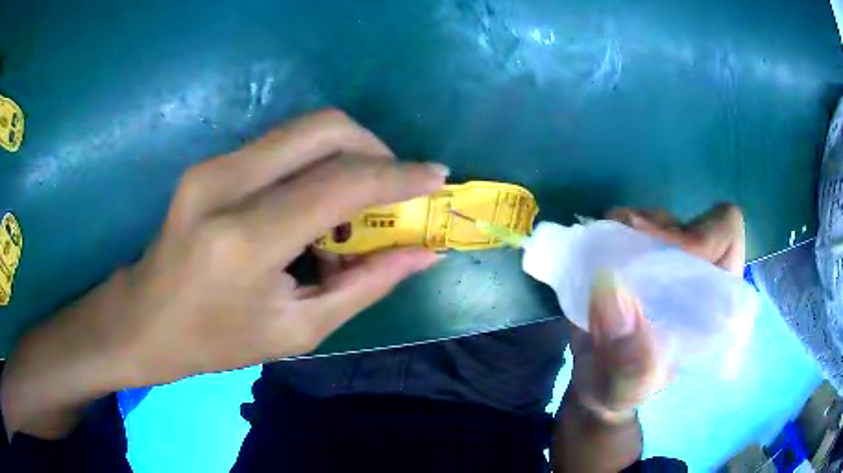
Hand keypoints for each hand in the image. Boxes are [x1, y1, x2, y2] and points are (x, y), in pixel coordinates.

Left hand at [2, 110, 447, 436]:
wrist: (144, 319)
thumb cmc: (216, 341)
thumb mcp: (297, 329)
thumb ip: (366, 285)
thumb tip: (423, 254)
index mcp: (245, 240)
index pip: (340, 182)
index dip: (398, 176)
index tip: (436, 177)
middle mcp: (225, 184)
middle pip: (323, 127)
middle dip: (374, 147)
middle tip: (394, 186)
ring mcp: (211, 165)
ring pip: (302, 129)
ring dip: (345, 154)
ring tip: (354, 204)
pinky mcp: (208, 163)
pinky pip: (279, 145)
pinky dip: (313, 163)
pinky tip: (312, 205)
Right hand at [570, 204, 744, 420]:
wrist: (595, 381)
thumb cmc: (623, 388)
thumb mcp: (629, 387)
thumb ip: (629, 357)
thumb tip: (609, 288)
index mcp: (712, 297)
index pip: (725, 235)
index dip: (702, 236)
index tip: (665, 258)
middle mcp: (692, 269)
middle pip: (685, 221)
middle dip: (653, 235)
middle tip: (622, 258)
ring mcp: (660, 258)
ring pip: (650, 218)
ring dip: (625, 235)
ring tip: (605, 269)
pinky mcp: (630, 254)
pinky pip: (618, 225)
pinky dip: (604, 236)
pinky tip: (593, 264)